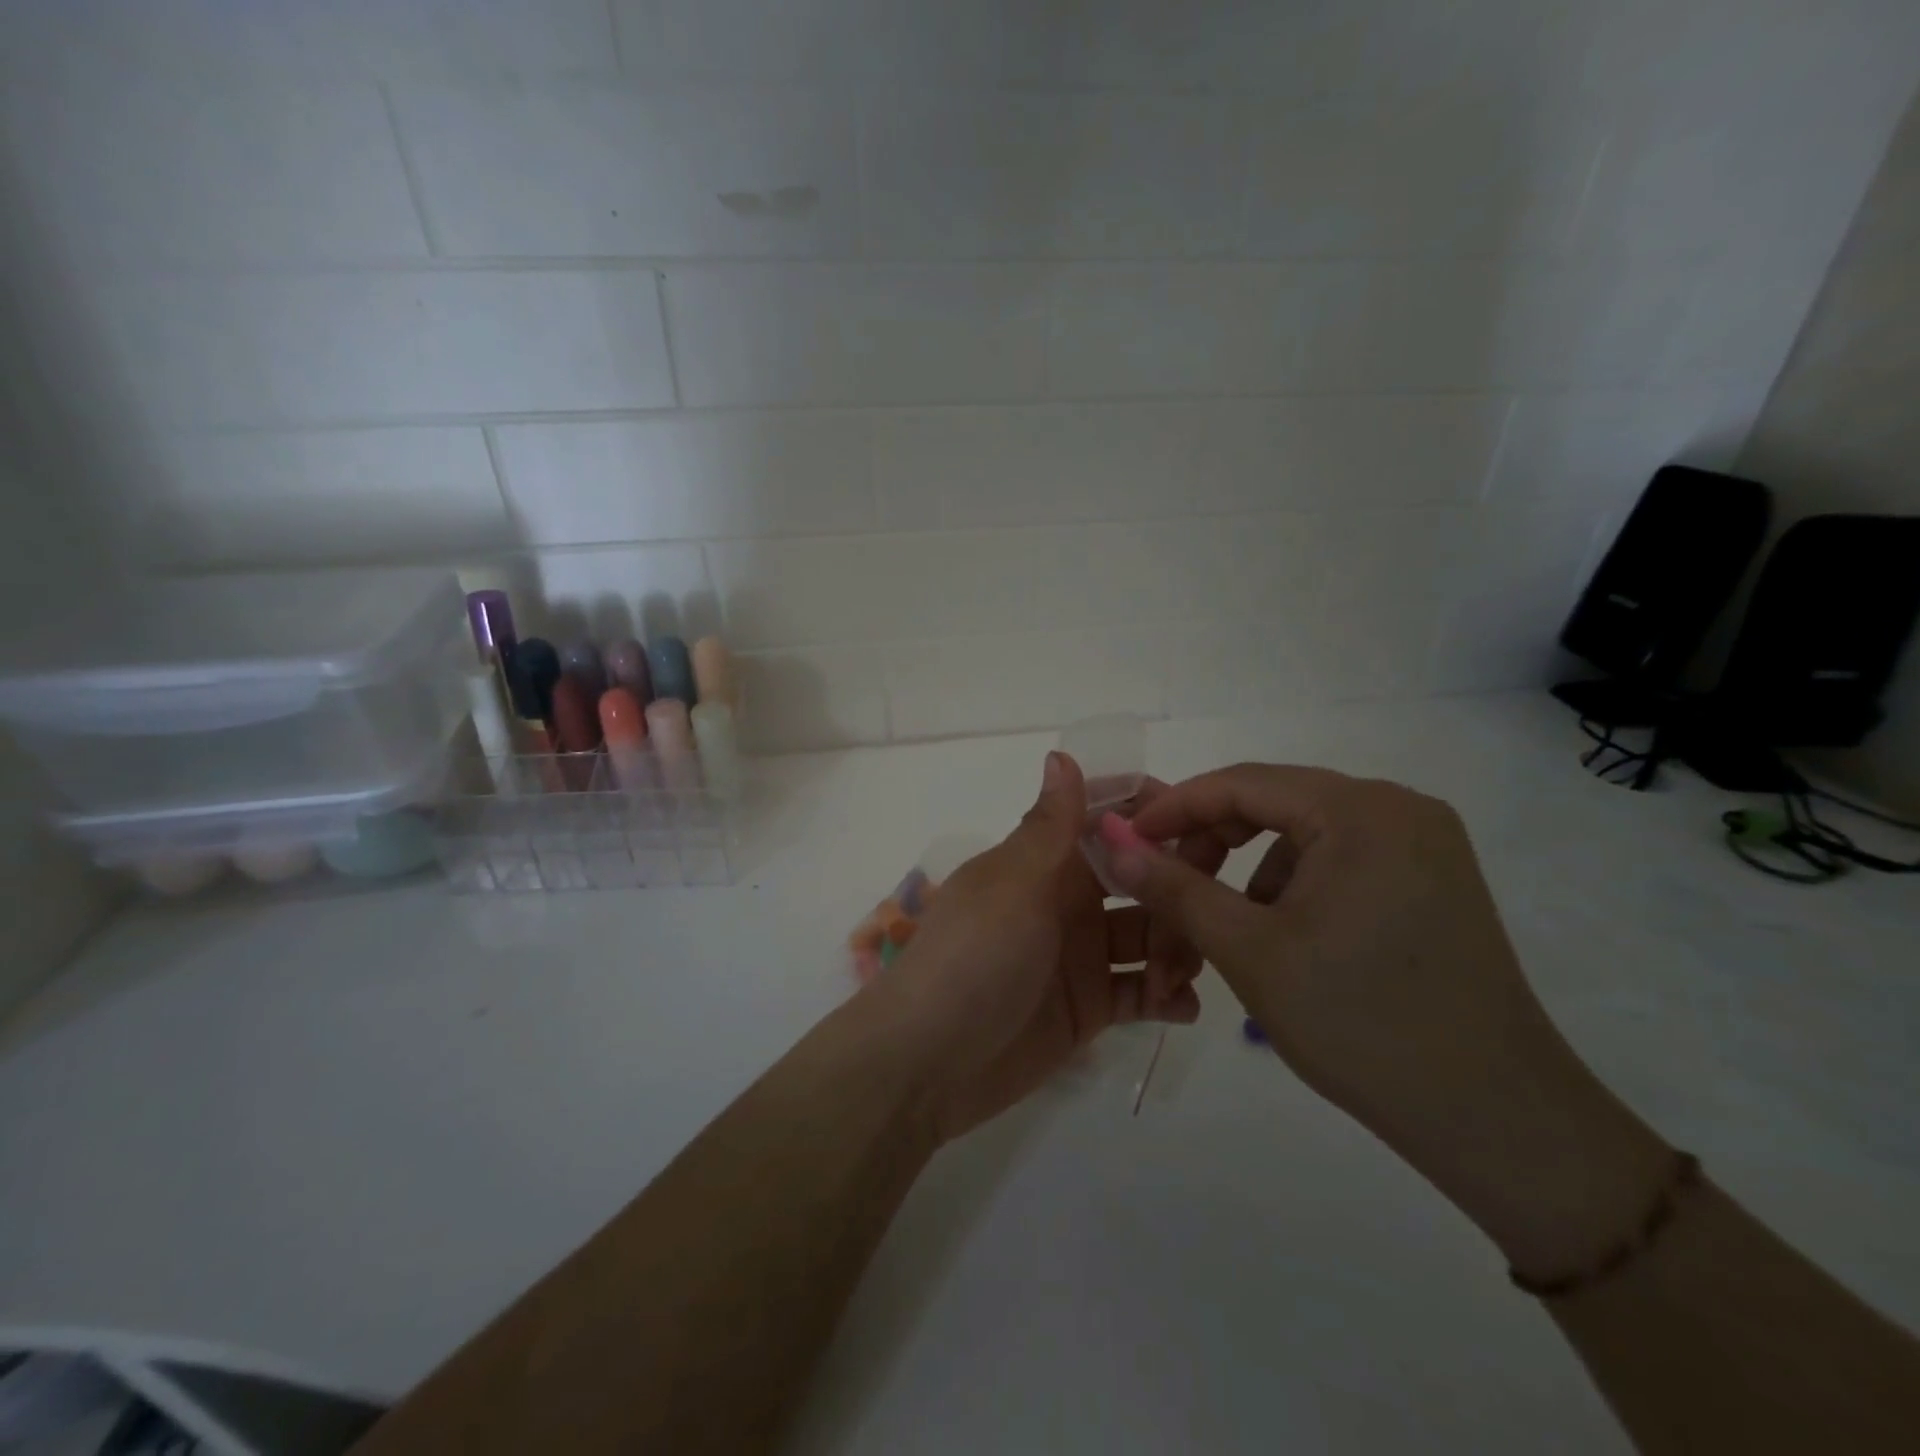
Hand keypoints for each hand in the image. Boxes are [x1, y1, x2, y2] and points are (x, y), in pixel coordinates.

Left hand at [866, 750, 1199, 1143]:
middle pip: (1138, 878)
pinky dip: (1166, 995)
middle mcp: (1067, 901)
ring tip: (1183, 971)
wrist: (928, 1062)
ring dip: (1177, 945)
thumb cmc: (973, 958)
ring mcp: (1080, 956)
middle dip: (1176, 884)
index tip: (1199, 822)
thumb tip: (1061, 753)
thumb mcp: (1013, 885)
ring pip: (1149, 935)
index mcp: (1046, 861)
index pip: (1104, 819)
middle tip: (1212, 906)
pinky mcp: (1089, 1007)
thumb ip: (1050, 826)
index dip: (1147, 813)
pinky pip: (1141, 992)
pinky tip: (1180, 1006)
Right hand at [1108, 764, 1672, 1281]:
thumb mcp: (1248, 950)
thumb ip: (1172, 887)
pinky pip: (1339, 860)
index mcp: (1360, 810)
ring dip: (1248, 874)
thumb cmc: (1360, 1024)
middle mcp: (1398, 808)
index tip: (1125, 841)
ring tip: (1222, 930)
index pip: (1241, 783)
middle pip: (1273, 804)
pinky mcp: (1433, 879)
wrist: (1498, 1122)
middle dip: (1209, 846)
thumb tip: (1110, 841)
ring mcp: (1423, 844)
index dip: (1173, 808)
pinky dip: (1293, 888)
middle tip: (1165, 891)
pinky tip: (1281, 938)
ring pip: (1302, 835)